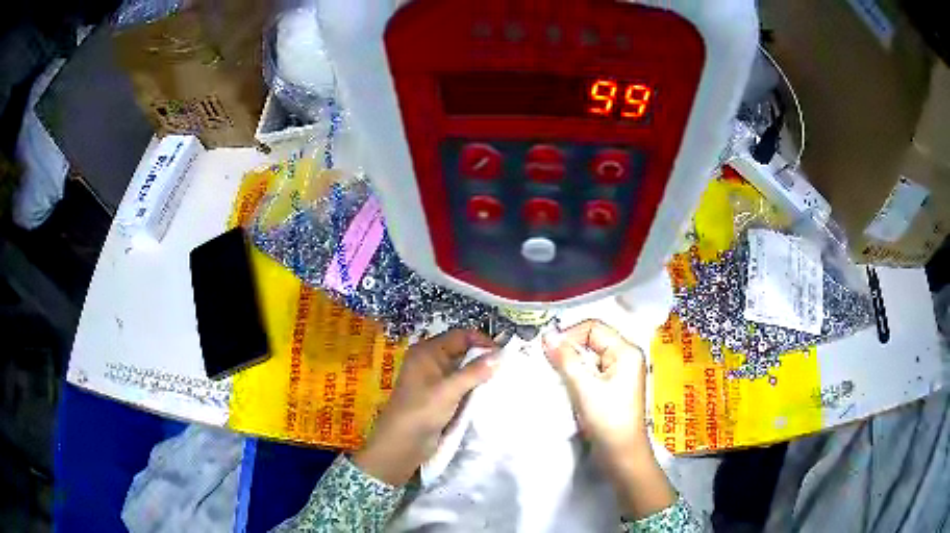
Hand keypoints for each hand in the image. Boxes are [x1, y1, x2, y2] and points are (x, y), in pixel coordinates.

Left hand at [354, 329, 497, 485]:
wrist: (402, 444)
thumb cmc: (421, 410)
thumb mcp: (449, 390)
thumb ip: (475, 372)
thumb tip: (501, 355)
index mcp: (427, 352)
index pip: (460, 336)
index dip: (482, 341)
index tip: (504, 354)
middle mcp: (430, 361)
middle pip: (463, 351)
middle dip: (484, 358)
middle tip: (508, 368)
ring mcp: (435, 380)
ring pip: (464, 370)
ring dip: (480, 375)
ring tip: (503, 380)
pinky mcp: (440, 397)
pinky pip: (461, 386)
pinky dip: (474, 388)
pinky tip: (490, 394)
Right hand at [543, 320, 674, 518]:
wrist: (622, 455)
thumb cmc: (608, 420)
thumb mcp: (584, 388)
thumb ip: (566, 359)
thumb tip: (546, 335)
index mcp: (626, 351)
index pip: (593, 328)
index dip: (569, 335)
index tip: (547, 351)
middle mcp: (626, 356)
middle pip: (592, 340)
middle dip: (569, 349)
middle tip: (547, 362)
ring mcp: (621, 372)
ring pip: (590, 356)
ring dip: (571, 363)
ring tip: (555, 376)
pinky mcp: (613, 386)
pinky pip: (592, 371)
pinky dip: (577, 375)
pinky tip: (565, 386)